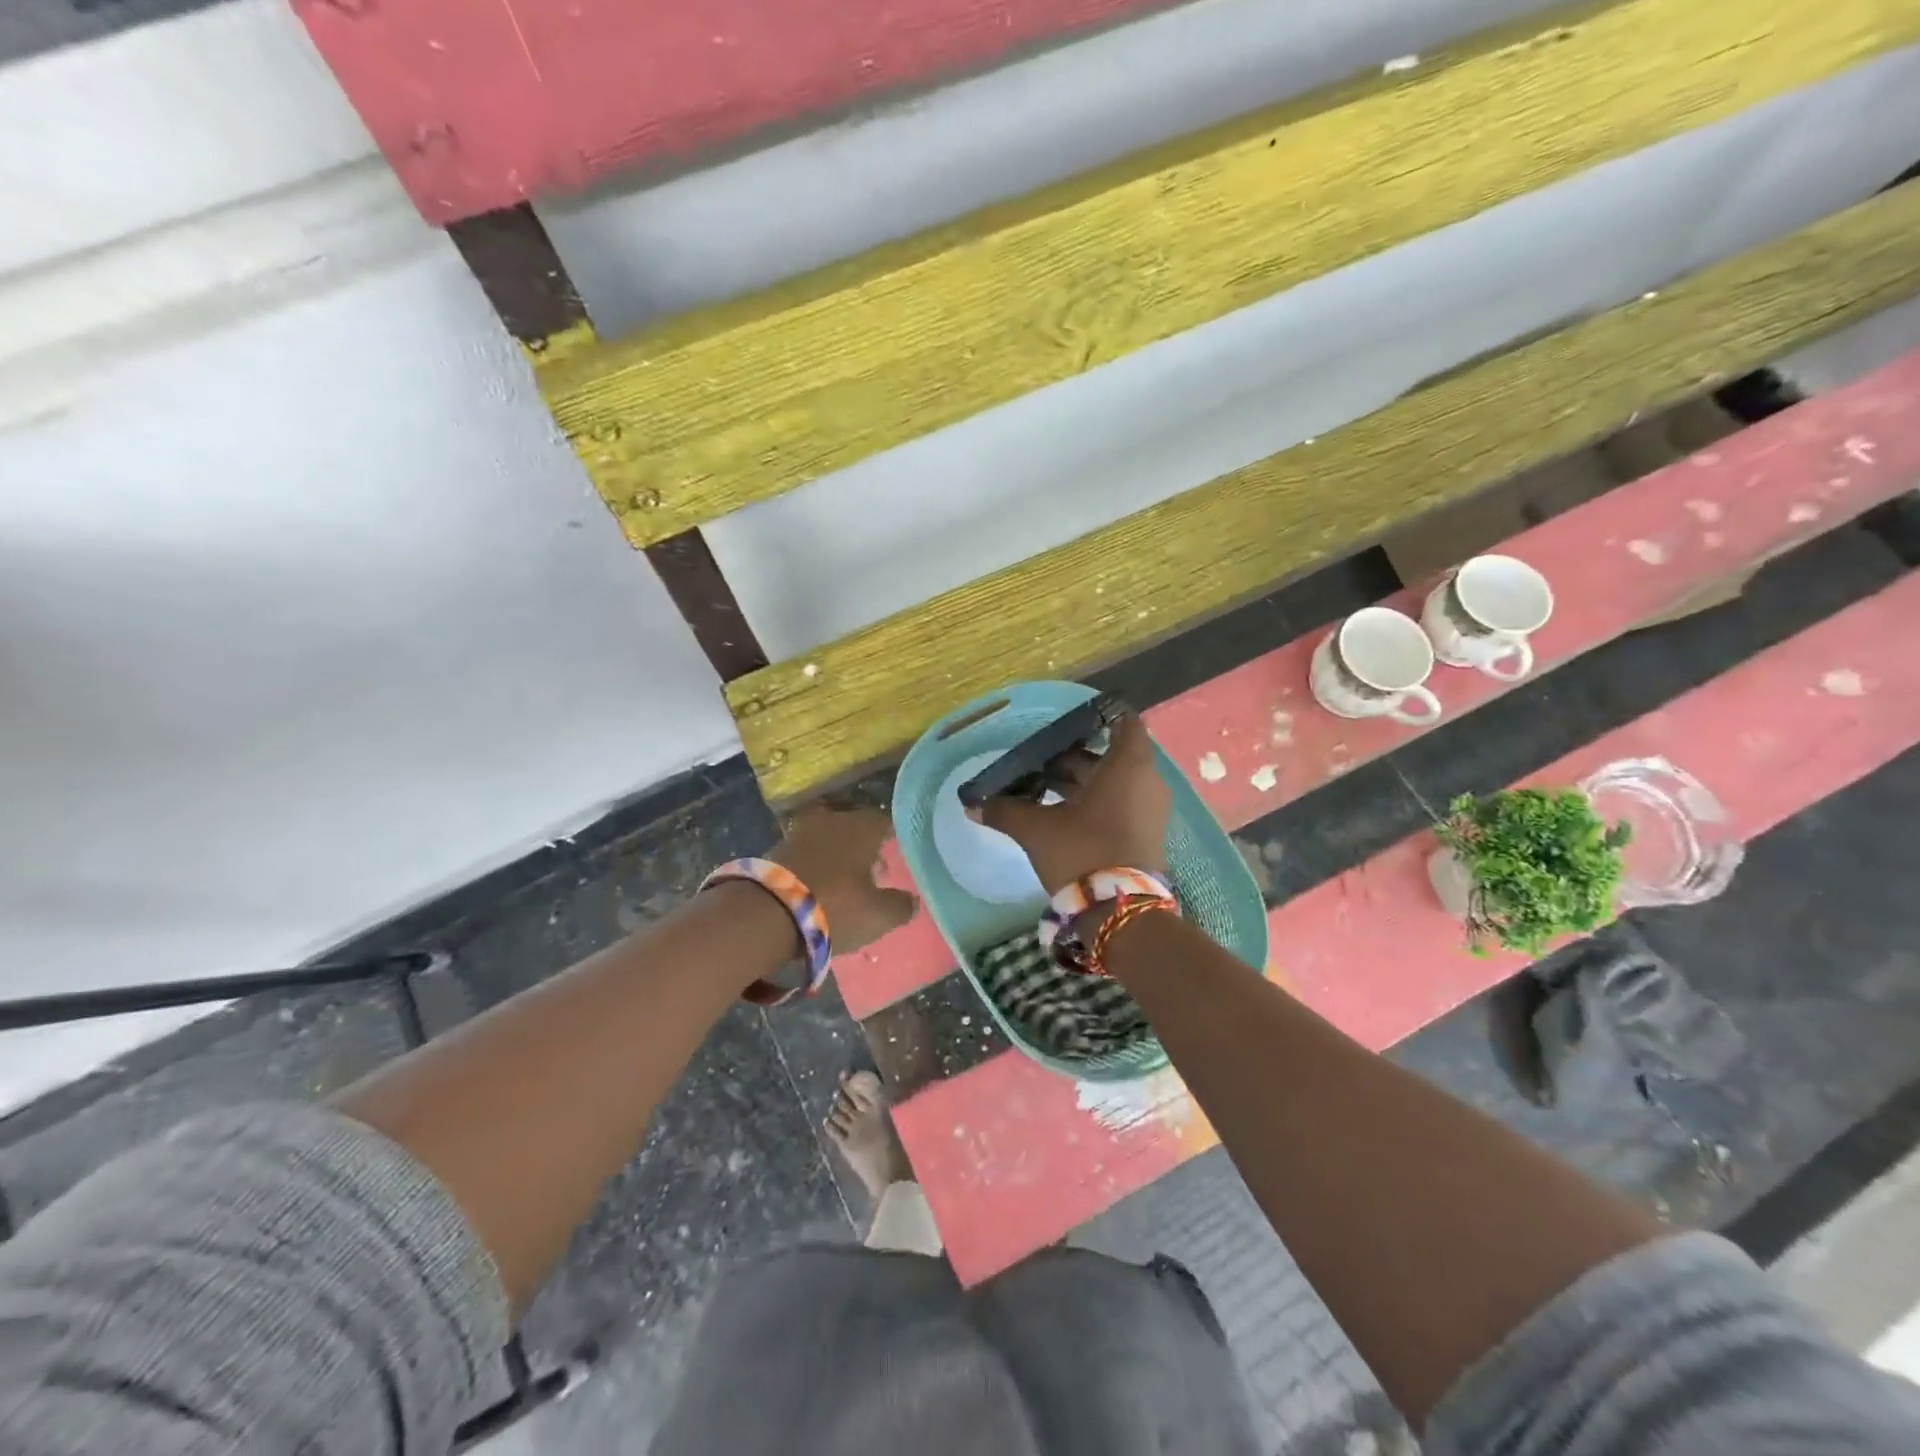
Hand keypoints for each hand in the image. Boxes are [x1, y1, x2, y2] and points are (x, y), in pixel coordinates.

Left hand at [771, 806, 916, 953]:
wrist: (766, 913)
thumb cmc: (834, 906)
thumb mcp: (878, 915)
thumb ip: (900, 906)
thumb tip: (911, 900)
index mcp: (862, 826)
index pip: (885, 823)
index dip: (891, 841)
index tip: (895, 859)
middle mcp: (832, 819)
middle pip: (854, 828)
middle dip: (863, 848)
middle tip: (870, 875)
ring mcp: (800, 831)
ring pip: (828, 839)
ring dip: (836, 856)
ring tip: (841, 884)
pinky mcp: (775, 848)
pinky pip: (805, 853)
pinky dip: (813, 865)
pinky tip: (815, 887)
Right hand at [983, 714, 1170, 892]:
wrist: (1121, 913)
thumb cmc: (1082, 852)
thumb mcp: (1036, 830)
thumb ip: (1005, 811)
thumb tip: (972, 806)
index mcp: (1128, 766)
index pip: (1124, 722)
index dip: (1098, 718)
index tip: (1067, 725)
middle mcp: (1147, 781)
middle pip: (1110, 755)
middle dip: (1074, 758)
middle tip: (1038, 763)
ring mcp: (1150, 810)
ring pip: (1113, 782)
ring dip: (1081, 783)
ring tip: (1040, 789)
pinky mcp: (1145, 834)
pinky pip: (1120, 804)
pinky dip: (1094, 803)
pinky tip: (1059, 815)